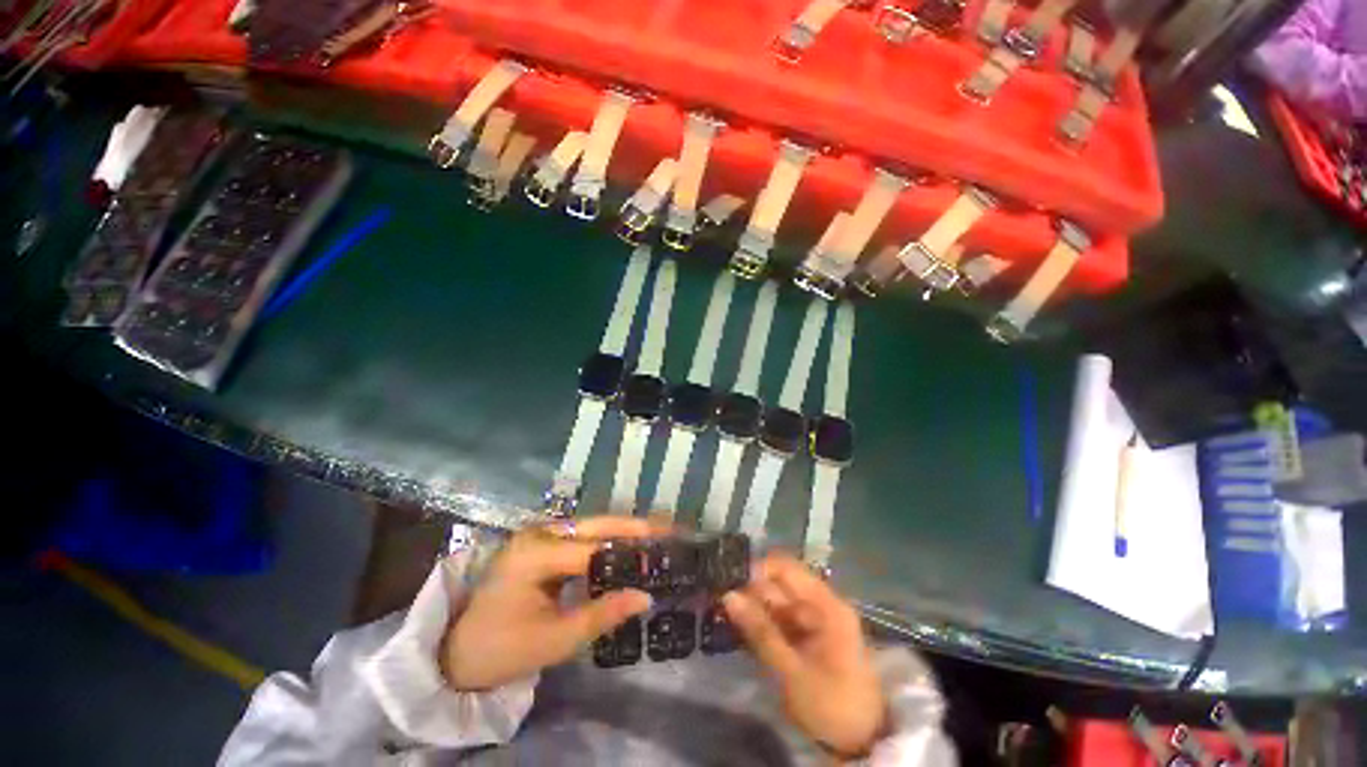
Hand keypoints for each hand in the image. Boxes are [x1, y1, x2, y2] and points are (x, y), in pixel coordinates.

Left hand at [441, 516, 656, 690]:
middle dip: (633, 526)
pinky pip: (580, 538)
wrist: (460, 652)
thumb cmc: (503, 649)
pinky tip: (626, 549)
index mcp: (534, 554)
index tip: (664, 548)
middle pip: (594, 524)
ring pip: (590, 527)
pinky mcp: (541, 544)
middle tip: (667, 528)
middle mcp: (538, 534)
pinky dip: (606, 542)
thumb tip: (646, 597)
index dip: (630, 551)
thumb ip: (602, 615)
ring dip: (622, 531)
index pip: (593, 549)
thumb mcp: (555, 640)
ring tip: (654, 537)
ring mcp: (538, 536)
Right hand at [723, 554, 885, 757]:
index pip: (785, 568)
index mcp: (825, 604)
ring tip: (726, 616)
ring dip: (753, 608)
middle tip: (719, 602)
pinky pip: (781, 619)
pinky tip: (743, 631)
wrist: (864, 742)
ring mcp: (816, 620)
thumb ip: (759, 631)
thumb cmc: (831, 704)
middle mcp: (821, 604)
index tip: (728, 583)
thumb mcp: (791, 671)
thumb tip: (728, 595)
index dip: (755, 570)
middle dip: (750, 591)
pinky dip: (763, 624)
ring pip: (777, 602)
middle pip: (779, 584)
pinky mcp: (810, 636)